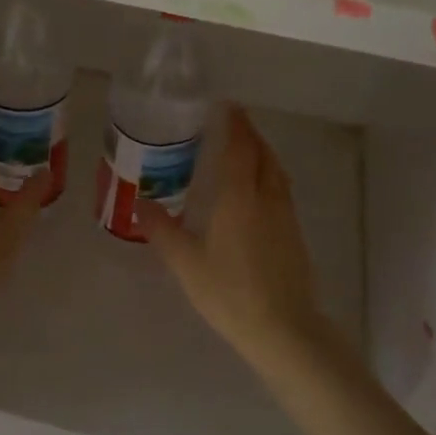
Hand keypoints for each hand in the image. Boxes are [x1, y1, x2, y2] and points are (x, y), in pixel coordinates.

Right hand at [138, 106, 334, 361]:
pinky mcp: (294, 234)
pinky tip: (257, 191)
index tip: (226, 105)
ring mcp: (285, 215)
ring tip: (245, 150)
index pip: (240, 148)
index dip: (235, 124)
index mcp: (239, 197)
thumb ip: (163, 231)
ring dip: (262, 153)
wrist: (283, 328)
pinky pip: (281, 189)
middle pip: (262, 153)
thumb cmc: (229, 293)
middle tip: (232, 123)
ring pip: (276, 171)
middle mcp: (266, 198)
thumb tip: (141, 203)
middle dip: (249, 133)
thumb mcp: (187, 263)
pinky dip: (269, 175)